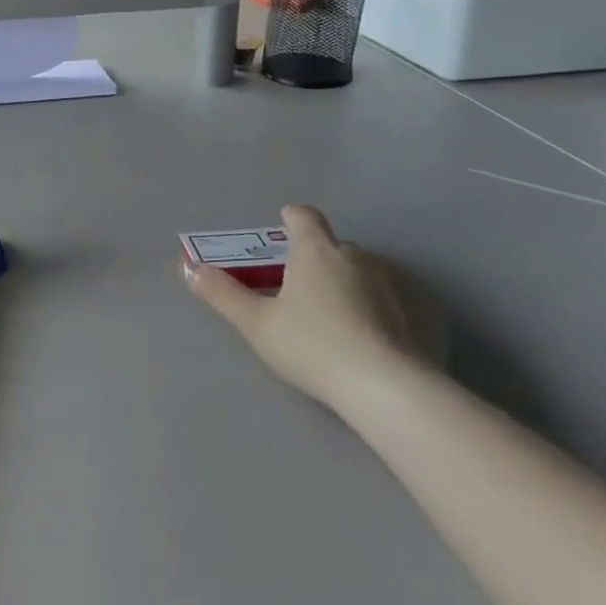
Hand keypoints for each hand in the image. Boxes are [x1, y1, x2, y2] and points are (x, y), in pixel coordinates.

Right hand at [185, 204, 430, 407]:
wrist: (386, 387)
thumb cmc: (311, 345)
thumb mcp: (256, 322)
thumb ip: (222, 293)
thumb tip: (188, 268)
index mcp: (316, 250)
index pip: (304, 216)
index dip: (292, 219)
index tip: (282, 228)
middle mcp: (356, 256)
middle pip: (331, 246)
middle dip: (315, 260)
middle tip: (297, 290)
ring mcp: (391, 283)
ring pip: (361, 271)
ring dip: (346, 283)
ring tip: (332, 317)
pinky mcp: (417, 312)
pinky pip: (388, 298)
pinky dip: (376, 307)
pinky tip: (368, 336)